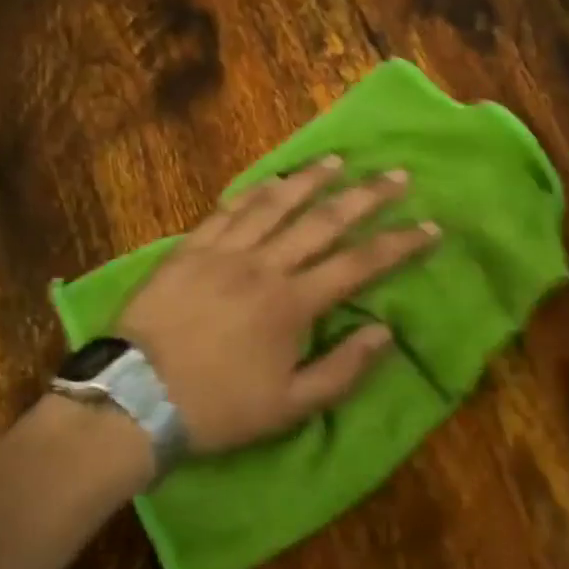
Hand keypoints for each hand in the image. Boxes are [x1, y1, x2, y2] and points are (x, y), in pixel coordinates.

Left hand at [117, 157, 438, 454]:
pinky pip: (228, 211)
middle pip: (324, 221)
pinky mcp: (190, 249)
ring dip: (311, 180)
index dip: (400, 244)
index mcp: (293, 304)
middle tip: (397, 175)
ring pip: (276, 205)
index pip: (359, 265)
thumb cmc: (219, 407)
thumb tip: (385, 332)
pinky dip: (254, 192)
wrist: (137, 397)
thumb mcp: (290, 406)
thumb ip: (343, 368)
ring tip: (338, 161)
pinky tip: (271, 181)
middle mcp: (265, 266)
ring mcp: (224, 252)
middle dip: (367, 196)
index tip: (431, 226)